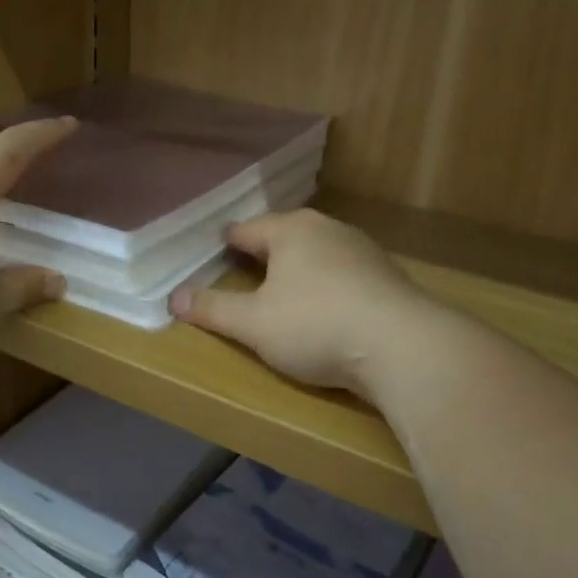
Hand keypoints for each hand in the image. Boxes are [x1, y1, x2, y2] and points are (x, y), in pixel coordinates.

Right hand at [168, 209, 440, 399]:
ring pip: (319, 253)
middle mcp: (328, 230)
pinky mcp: (388, 277)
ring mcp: (363, 251)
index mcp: (291, 231)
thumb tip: (173, 298)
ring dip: (300, 268)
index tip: (215, 250)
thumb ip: (213, 309)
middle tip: (245, 269)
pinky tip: (327, 308)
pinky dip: (328, 286)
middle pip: (285, 236)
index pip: (247, 229)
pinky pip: (344, 274)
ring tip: (285, 289)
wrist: (404, 347)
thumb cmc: (315, 325)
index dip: (227, 242)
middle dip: (266, 251)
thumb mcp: (253, 324)